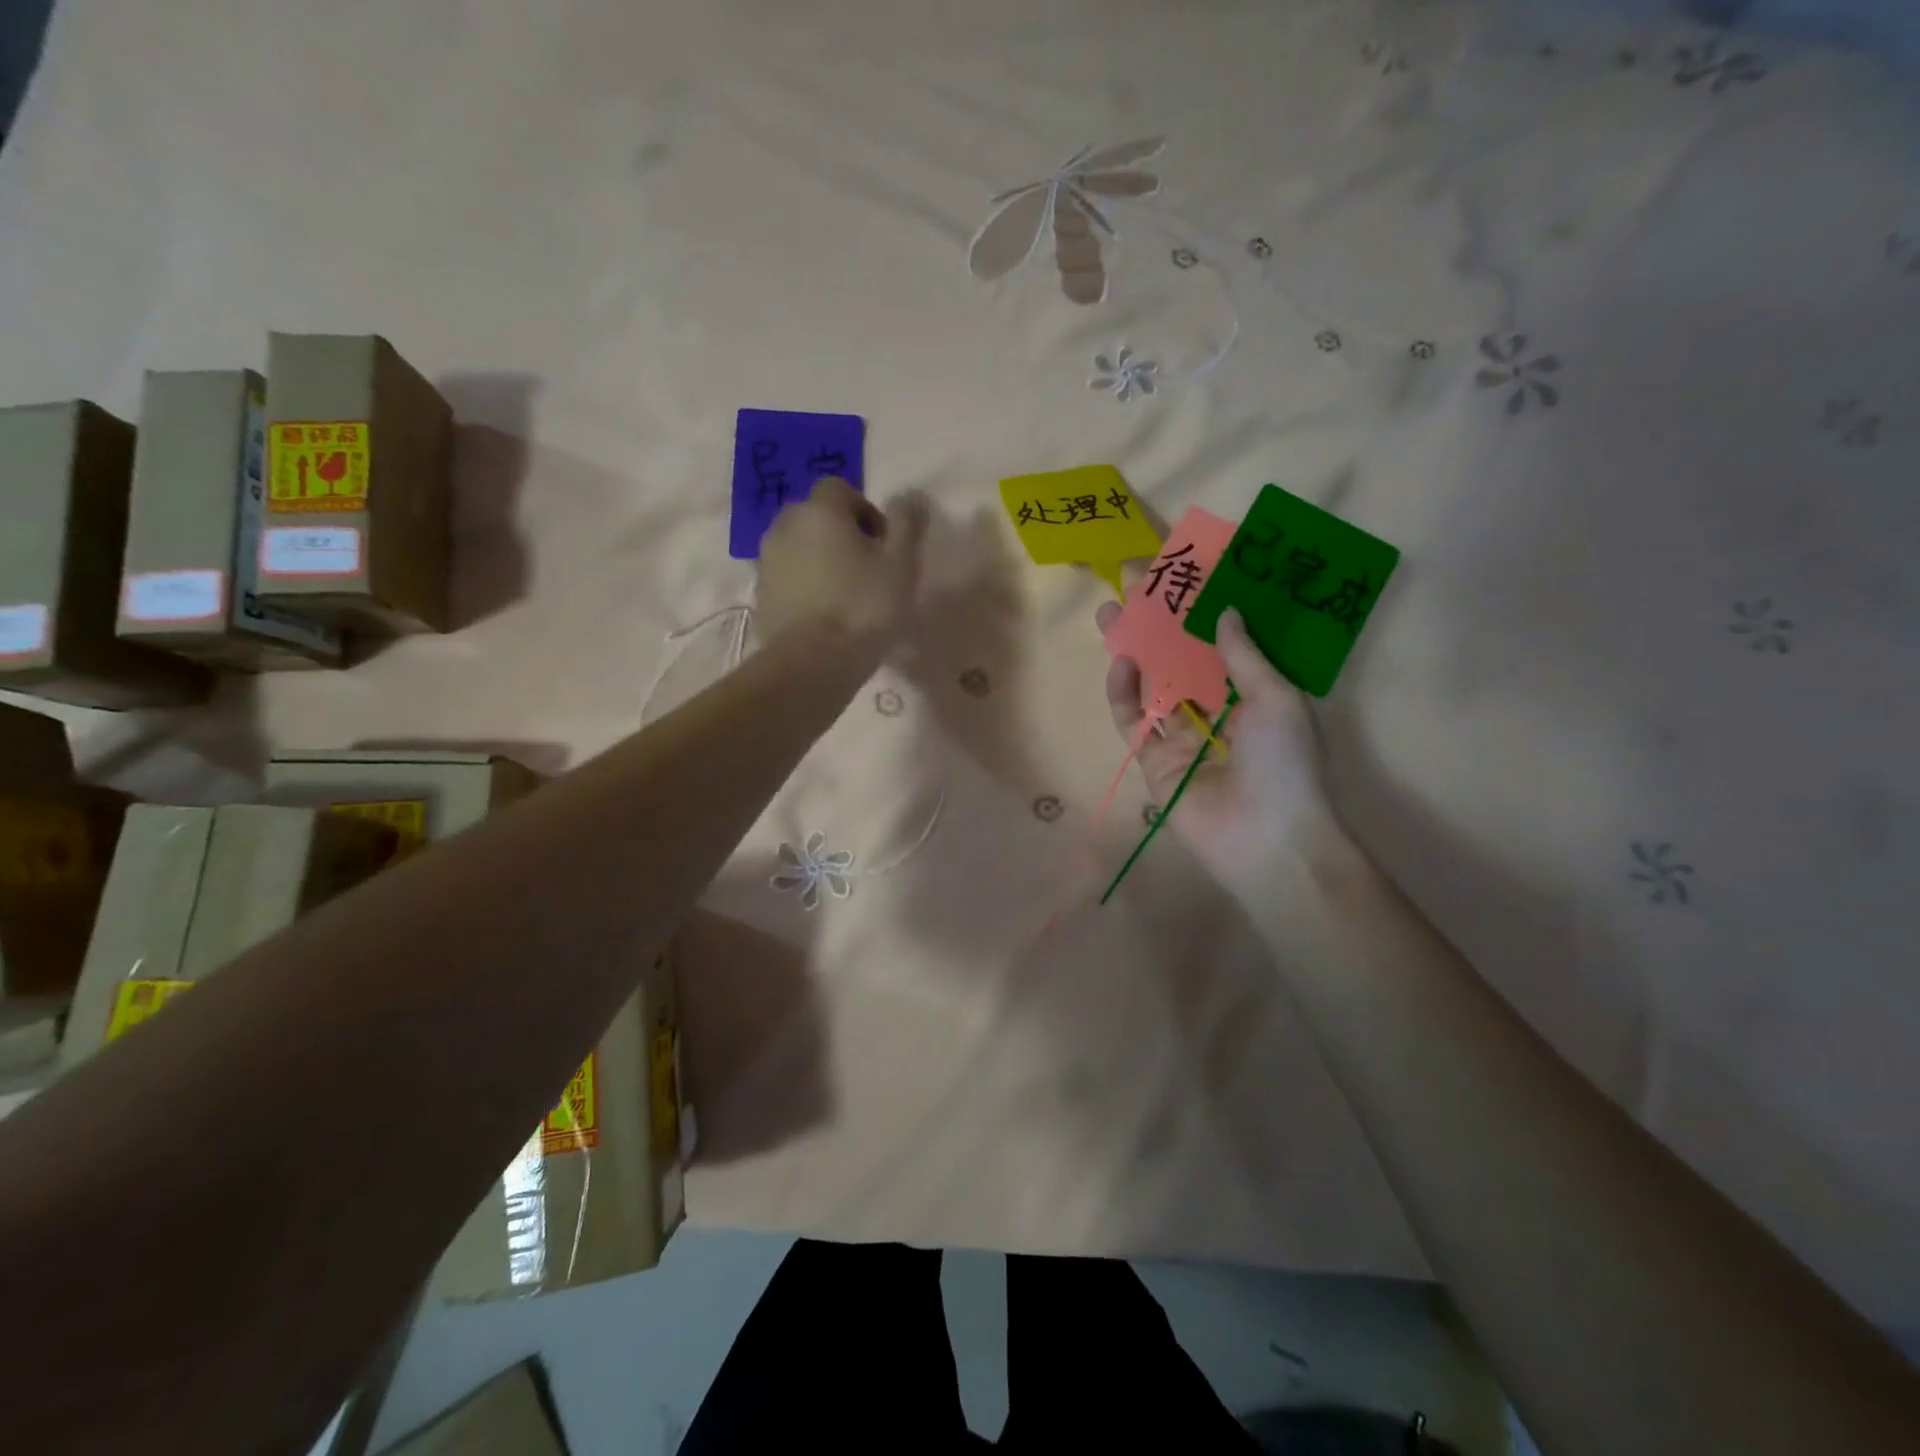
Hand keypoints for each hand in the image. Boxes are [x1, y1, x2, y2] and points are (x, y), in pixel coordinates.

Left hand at [757, 479, 927, 657]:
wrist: (812, 664)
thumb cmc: (864, 608)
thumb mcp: (901, 564)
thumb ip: (907, 523)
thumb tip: (909, 495)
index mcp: (820, 510)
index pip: (841, 489)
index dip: (866, 512)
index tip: (883, 546)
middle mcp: (785, 526)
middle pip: (817, 517)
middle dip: (841, 534)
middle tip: (867, 570)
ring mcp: (767, 561)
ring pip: (800, 547)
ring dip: (821, 560)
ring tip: (846, 596)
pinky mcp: (761, 594)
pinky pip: (788, 577)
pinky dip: (805, 586)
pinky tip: (825, 616)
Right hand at [1097, 603, 1351, 901]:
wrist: (1266, 840)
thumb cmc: (1285, 763)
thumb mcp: (1275, 697)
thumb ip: (1244, 654)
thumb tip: (1225, 609)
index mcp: (1253, 695)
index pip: (1219, 643)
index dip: (1198, 610)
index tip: (1180, 574)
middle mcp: (1216, 711)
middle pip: (1179, 659)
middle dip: (1156, 624)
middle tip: (1132, 585)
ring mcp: (1182, 736)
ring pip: (1150, 685)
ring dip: (1132, 649)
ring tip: (1111, 612)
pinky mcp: (1154, 760)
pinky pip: (1133, 720)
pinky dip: (1123, 692)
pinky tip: (1120, 661)